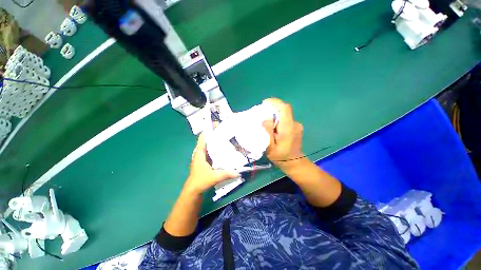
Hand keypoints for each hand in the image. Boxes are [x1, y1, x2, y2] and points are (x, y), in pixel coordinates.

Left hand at [184, 134, 239, 193]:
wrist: (193, 190)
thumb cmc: (200, 181)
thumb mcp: (214, 177)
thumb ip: (226, 174)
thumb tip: (238, 172)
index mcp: (200, 153)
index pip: (203, 138)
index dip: (208, 130)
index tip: (216, 124)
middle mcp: (200, 153)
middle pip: (207, 140)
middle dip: (214, 134)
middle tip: (224, 129)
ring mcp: (203, 157)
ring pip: (209, 145)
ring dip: (215, 140)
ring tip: (225, 136)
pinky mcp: (205, 161)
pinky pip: (211, 151)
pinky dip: (216, 148)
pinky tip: (223, 148)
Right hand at [262, 98, 304, 168]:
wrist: (295, 163)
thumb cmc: (281, 157)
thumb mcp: (270, 148)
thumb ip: (268, 132)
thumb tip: (265, 119)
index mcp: (288, 129)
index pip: (284, 109)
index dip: (275, 102)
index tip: (264, 103)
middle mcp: (294, 124)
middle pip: (284, 110)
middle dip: (273, 109)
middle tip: (262, 114)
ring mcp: (297, 125)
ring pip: (285, 115)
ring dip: (276, 115)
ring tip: (267, 123)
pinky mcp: (296, 127)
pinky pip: (286, 119)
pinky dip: (279, 120)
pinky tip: (274, 128)